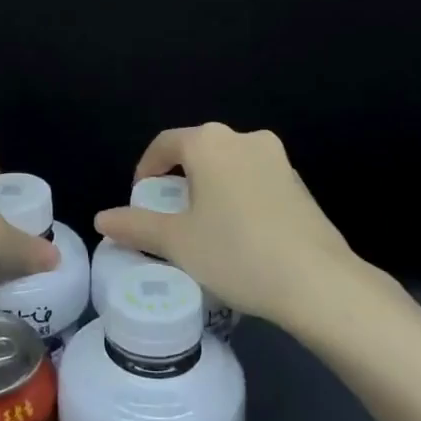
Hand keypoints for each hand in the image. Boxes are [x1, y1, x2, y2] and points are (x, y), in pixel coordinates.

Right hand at [94, 123, 361, 325]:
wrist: (318, 282)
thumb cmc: (236, 253)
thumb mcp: (177, 243)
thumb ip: (136, 226)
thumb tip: (102, 219)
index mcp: (209, 143)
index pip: (165, 143)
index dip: (146, 169)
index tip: (139, 200)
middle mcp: (243, 138)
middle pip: (198, 151)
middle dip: (178, 180)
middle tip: (168, 217)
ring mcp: (276, 158)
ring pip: (228, 165)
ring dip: (209, 188)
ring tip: (202, 228)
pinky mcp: (298, 182)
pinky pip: (254, 180)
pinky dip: (237, 197)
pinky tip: (239, 234)